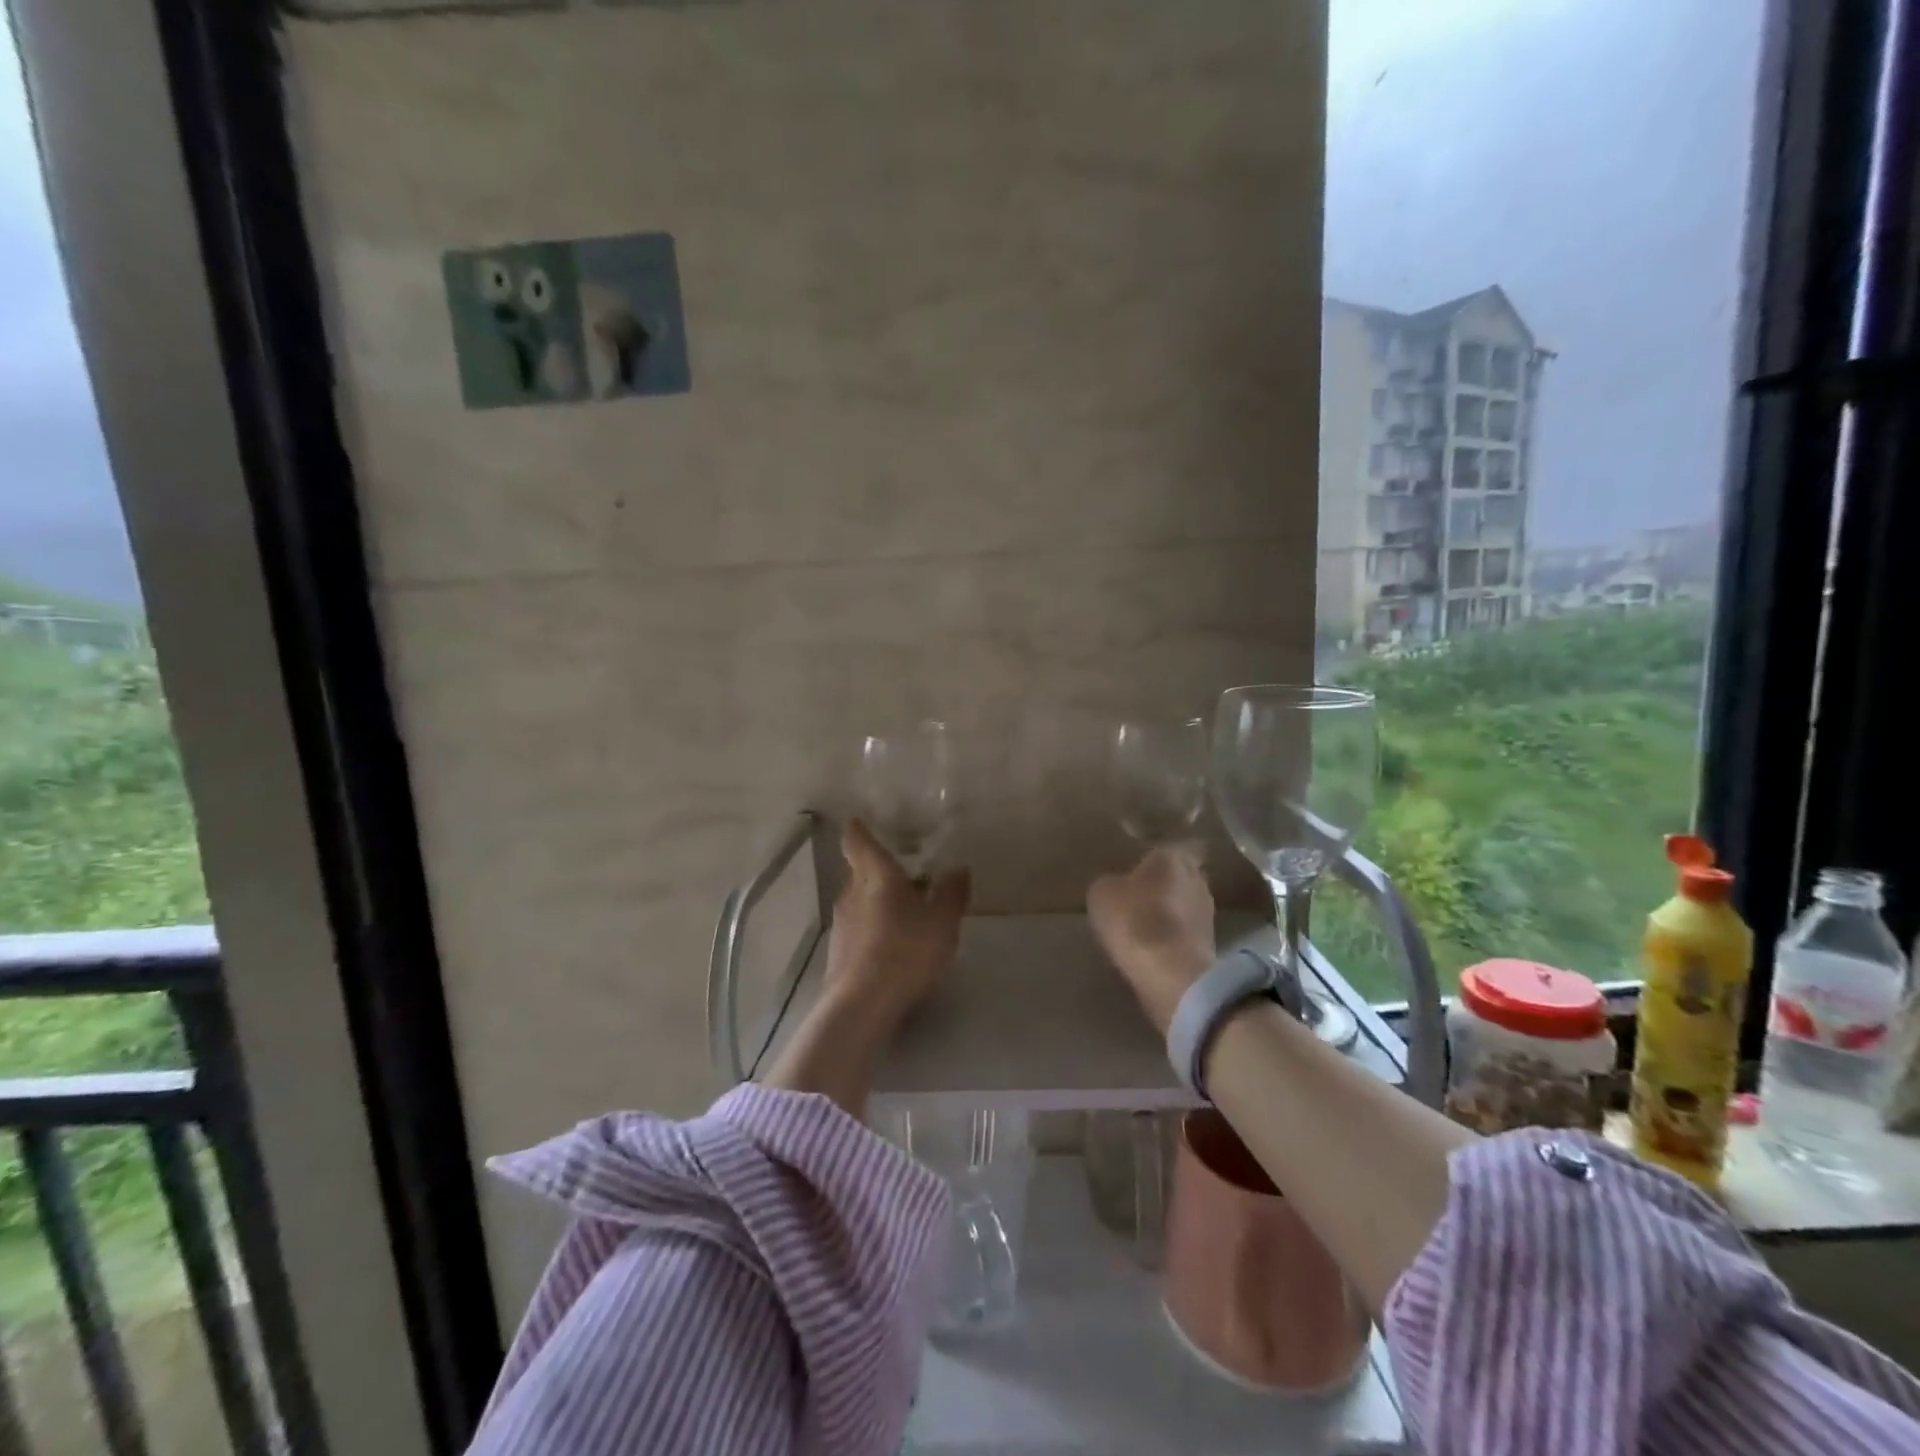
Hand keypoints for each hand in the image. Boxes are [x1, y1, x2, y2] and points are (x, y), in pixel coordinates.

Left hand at [821, 819, 970, 1036]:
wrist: (861, 1006)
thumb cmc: (905, 952)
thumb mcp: (943, 922)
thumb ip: (951, 893)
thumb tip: (957, 868)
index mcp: (876, 876)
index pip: (858, 841)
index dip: (860, 831)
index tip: (863, 823)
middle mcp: (851, 893)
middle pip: (858, 871)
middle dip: (878, 870)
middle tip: (905, 874)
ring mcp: (842, 924)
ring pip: (858, 900)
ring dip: (876, 901)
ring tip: (904, 913)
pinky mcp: (838, 952)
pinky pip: (858, 928)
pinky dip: (872, 928)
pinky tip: (892, 946)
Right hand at [1087, 845, 1216, 1035]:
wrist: (1171, 972)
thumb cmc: (1134, 920)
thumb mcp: (1101, 894)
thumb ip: (1111, 883)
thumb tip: (1117, 887)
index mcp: (1171, 857)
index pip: (1160, 851)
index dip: (1145, 863)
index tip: (1130, 875)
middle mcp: (1196, 877)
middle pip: (1175, 877)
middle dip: (1160, 886)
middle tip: (1135, 898)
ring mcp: (1207, 911)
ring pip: (1182, 904)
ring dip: (1167, 912)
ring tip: (1143, 925)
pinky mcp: (1211, 942)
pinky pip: (1185, 931)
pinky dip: (1172, 936)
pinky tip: (1154, 945)